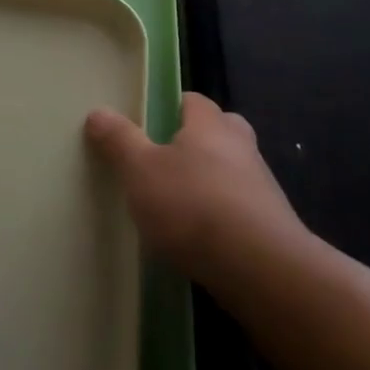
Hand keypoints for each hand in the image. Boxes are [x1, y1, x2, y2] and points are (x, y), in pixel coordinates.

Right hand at [85, 92, 310, 290]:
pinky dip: (221, 216)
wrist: (260, 269)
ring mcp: (262, 187)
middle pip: (219, 132)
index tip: (146, 125)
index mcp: (210, 124)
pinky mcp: (271, 226)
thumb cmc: (192, 205)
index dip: (169, 107)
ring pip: (231, 171)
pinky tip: (198, 238)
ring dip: (209, 182)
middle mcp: (241, 146)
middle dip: (195, 142)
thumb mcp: (139, 169)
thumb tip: (98, 111)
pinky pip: (239, 209)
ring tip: (175, 205)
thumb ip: (119, 140)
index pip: (192, 100)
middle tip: (164, 160)